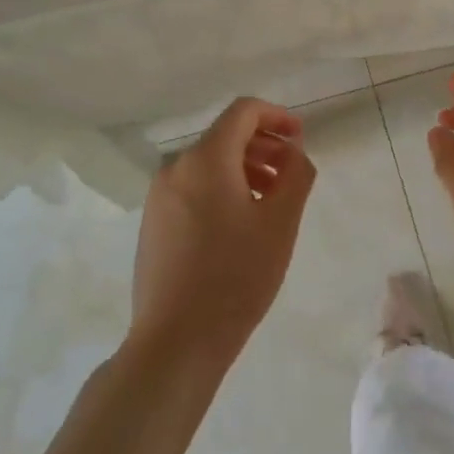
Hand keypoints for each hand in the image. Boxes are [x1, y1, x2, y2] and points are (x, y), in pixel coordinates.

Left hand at [129, 98, 316, 373]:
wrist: (176, 341)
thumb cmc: (236, 275)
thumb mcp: (281, 221)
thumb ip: (296, 173)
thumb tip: (293, 151)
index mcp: (205, 158)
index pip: (243, 112)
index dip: (277, 116)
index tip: (300, 138)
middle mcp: (175, 168)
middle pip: (225, 137)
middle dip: (264, 146)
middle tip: (292, 174)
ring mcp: (159, 197)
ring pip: (209, 164)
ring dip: (245, 170)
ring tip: (271, 202)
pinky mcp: (153, 223)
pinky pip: (193, 188)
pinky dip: (222, 189)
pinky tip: (240, 224)